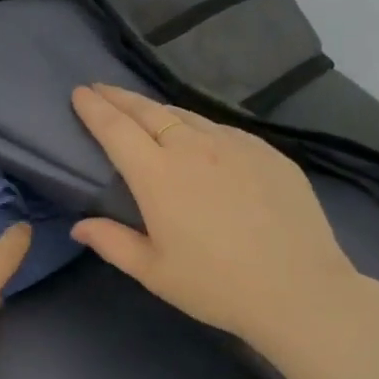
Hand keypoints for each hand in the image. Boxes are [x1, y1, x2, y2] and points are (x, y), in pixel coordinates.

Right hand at [69, 83, 369, 356]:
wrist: (299, 289)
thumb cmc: (215, 285)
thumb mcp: (153, 272)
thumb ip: (112, 242)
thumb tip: (79, 226)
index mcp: (157, 175)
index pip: (116, 129)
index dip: (94, 108)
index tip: (80, 92)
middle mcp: (193, 148)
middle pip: (148, 111)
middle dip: (119, 97)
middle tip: (100, 88)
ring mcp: (235, 145)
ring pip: (186, 116)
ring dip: (157, 109)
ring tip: (142, 109)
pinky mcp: (267, 152)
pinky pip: (221, 129)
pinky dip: (197, 125)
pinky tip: (198, 136)